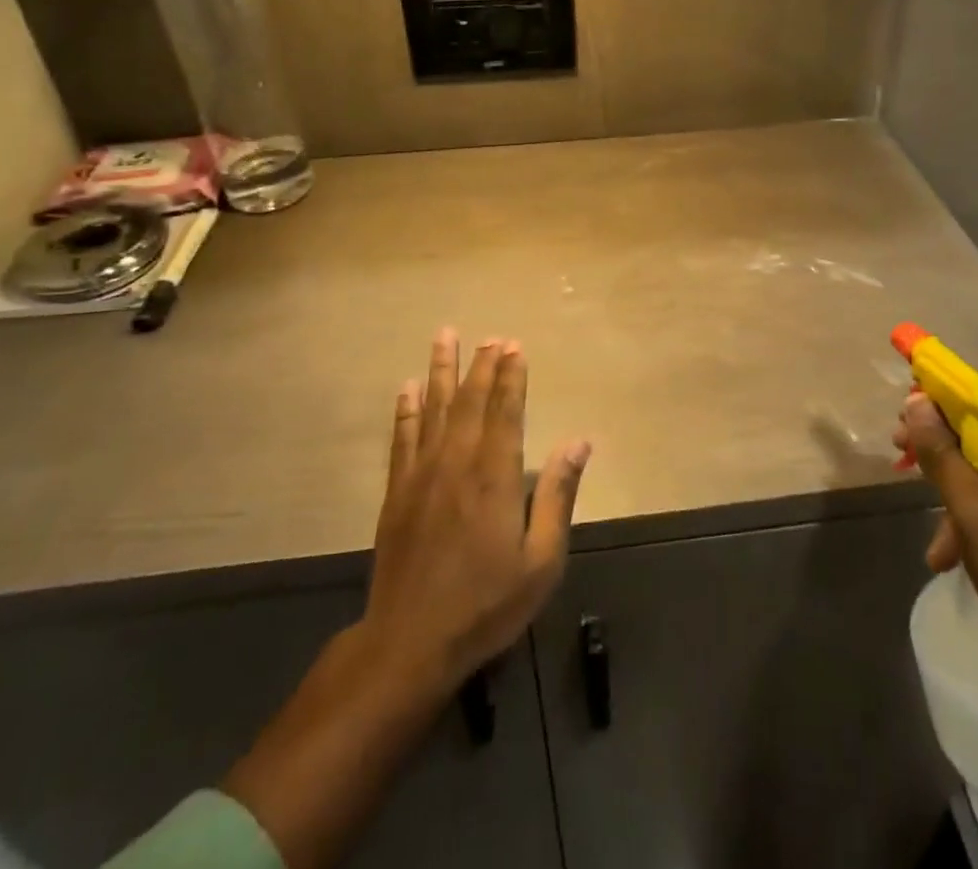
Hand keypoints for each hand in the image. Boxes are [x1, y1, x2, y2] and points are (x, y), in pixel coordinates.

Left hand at [361, 329, 591, 696]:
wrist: (410, 642)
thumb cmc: (486, 604)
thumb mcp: (541, 561)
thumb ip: (558, 496)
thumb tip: (580, 442)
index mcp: (495, 476)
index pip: (506, 410)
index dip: (511, 376)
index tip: (514, 346)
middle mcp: (458, 462)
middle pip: (471, 401)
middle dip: (482, 365)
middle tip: (491, 336)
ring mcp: (422, 474)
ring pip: (433, 409)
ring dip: (441, 370)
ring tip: (445, 336)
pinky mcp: (397, 492)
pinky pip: (402, 438)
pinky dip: (406, 410)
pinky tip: (407, 388)